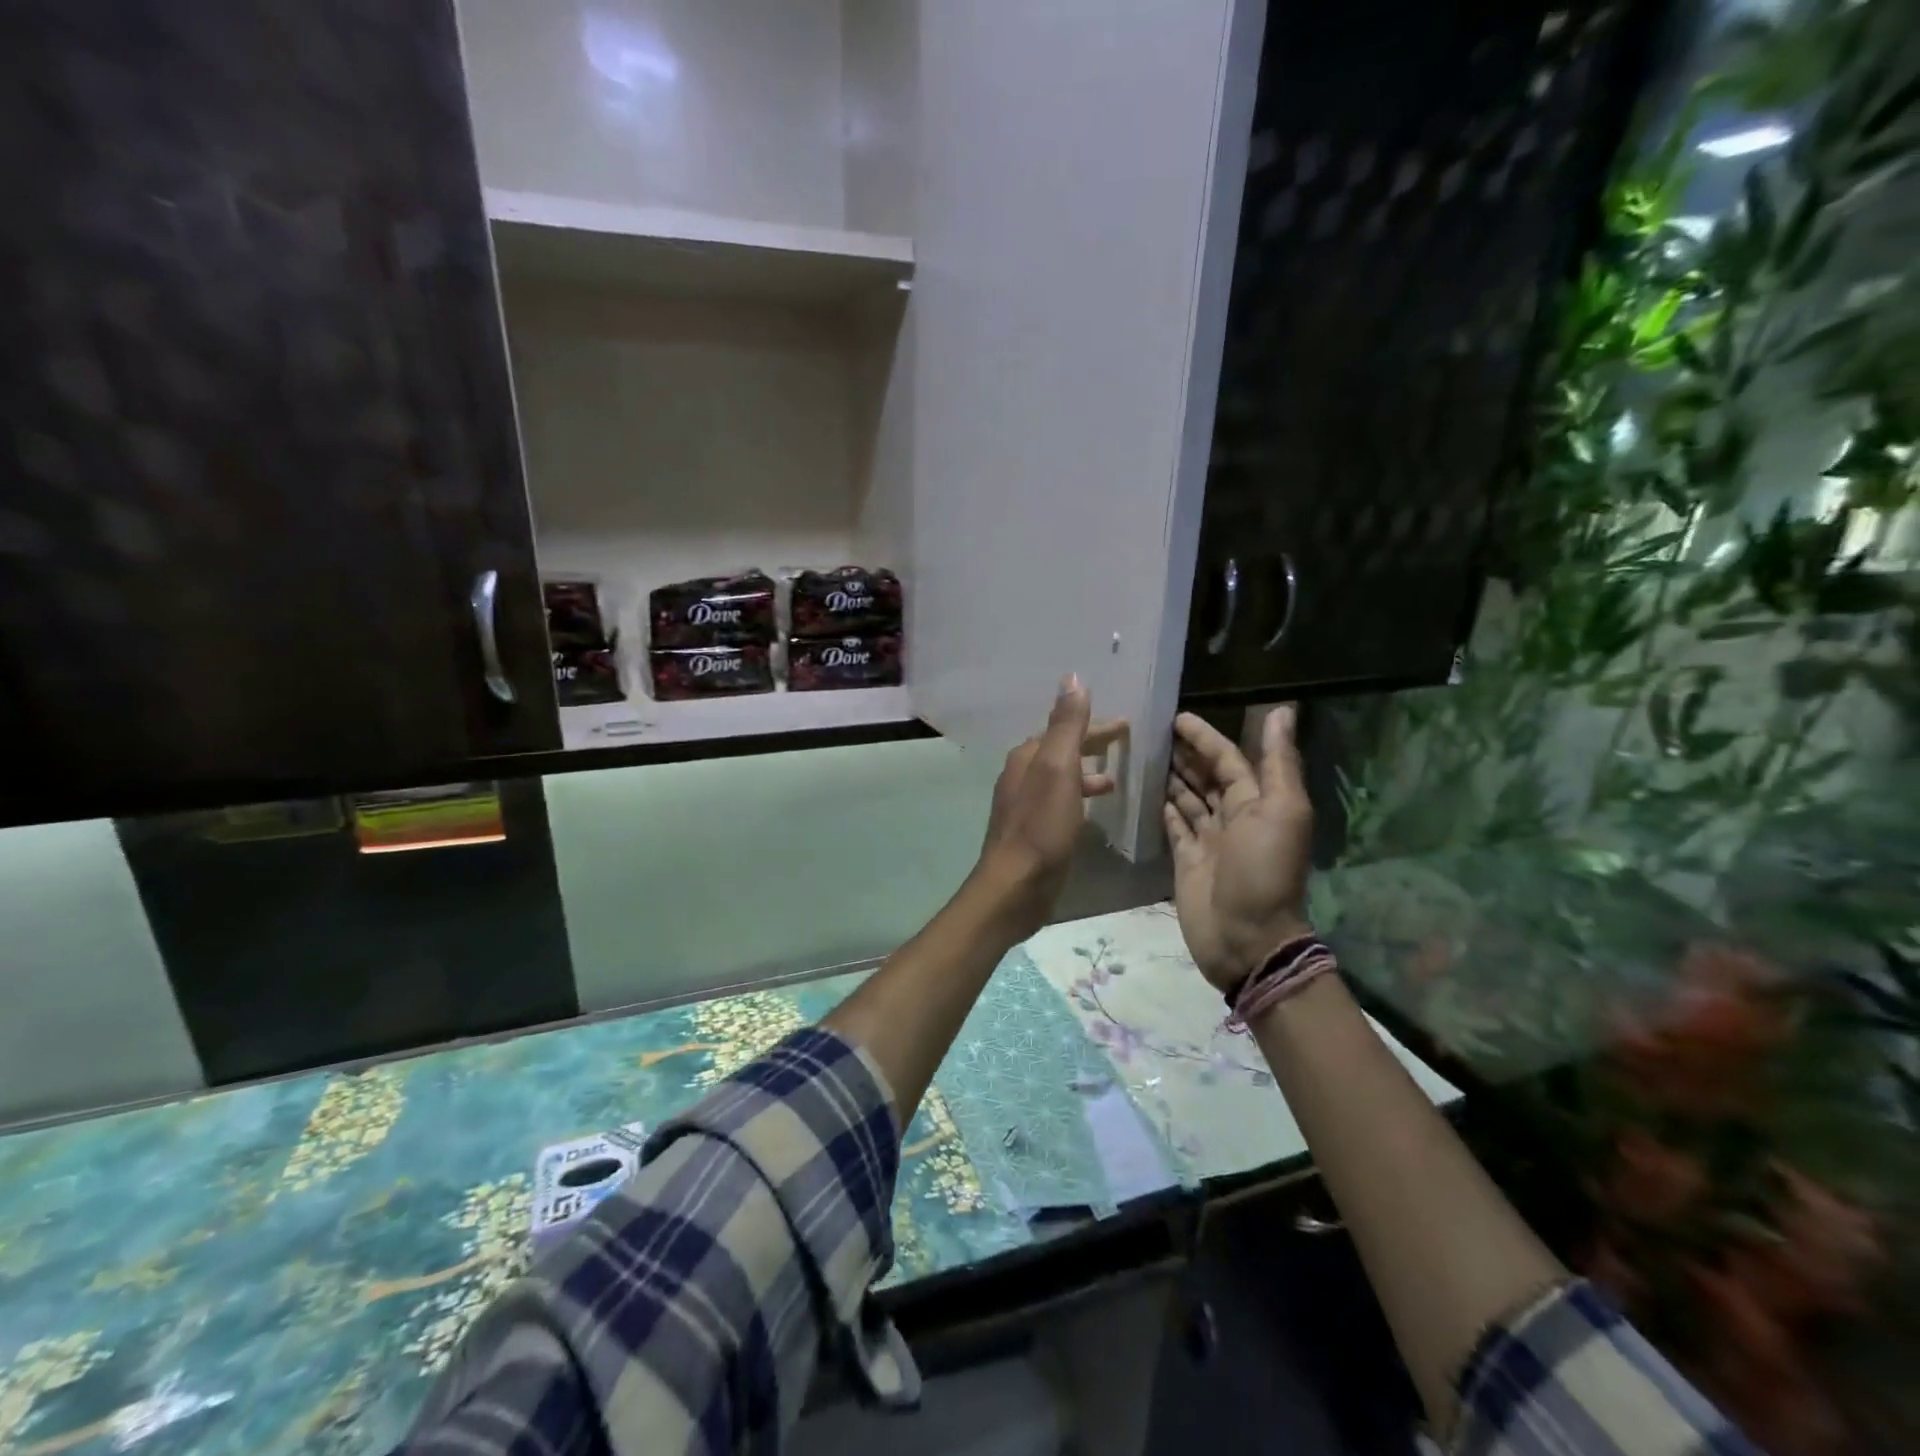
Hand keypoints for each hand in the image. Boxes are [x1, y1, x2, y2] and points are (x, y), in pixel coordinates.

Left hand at [978, 675, 1125, 936]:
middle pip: (1061, 751)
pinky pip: (1060, 802)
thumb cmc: (1040, 825)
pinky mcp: (1032, 832)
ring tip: (1114, 780)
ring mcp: (1024, 805)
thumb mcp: (1058, 768)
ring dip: (1086, 773)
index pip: (1064, 730)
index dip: (1095, 725)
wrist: (1016, 885)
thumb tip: (1071, 679)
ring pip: (1060, 778)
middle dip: (1091, 745)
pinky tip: (1093, 813)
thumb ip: (1066, 726)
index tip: (1126, 725)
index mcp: (1027, 757)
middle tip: (1125, 744)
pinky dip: (1078, 797)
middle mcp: (1021, 776)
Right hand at [1163, 707, 1313, 990]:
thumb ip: (1278, 762)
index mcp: (1258, 802)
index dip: (1206, 737)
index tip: (1178, 718)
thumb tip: (1282, 709)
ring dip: (1173, 776)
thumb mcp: (1281, 813)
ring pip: (1189, 798)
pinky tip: (1147, 790)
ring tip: (1145, 753)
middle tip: (1154, 731)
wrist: (1246, 939)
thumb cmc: (1263, 872)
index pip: (1228, 759)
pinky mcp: (1186, 859)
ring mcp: (1208, 839)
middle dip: (1187, 753)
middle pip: (1208, 776)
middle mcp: (1233, 817)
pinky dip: (1164, 807)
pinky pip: (1174, 825)